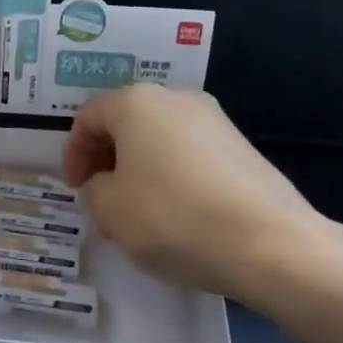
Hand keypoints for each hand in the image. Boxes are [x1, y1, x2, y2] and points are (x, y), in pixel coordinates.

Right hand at [63, 85, 340, 302]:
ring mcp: (215, 120)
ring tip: (136, 207)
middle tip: (99, 194)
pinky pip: (189, 153)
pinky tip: (175, 211)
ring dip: (139, 166)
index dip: (73, 153)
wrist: (268, 243)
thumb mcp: (110, 210)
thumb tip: (108, 184)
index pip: (88, 117)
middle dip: (106, 157)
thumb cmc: (172, 218)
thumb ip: (95, 190)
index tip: (75, 187)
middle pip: (126, 121)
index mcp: (136, 103)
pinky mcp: (241, 146)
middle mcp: (176, 99)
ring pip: (159, 137)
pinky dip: (171, 174)